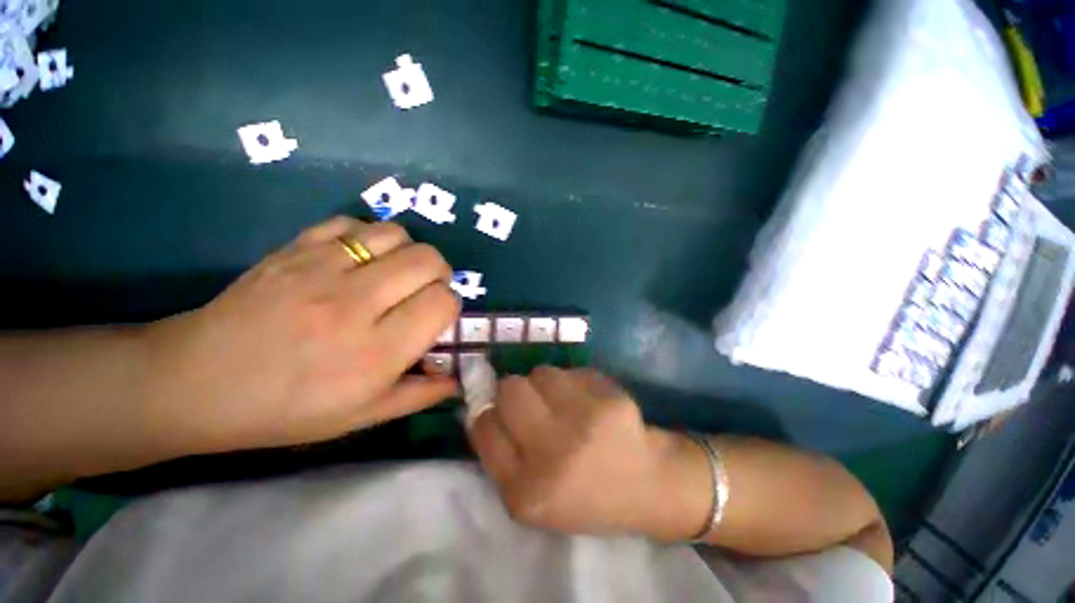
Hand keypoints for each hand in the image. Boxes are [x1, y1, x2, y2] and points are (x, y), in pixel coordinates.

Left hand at [143, 217, 460, 453]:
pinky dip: (369, 236)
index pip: (442, 302)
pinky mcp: (294, 249)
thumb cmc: (287, 410)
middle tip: (426, 289)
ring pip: (396, 234)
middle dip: (440, 273)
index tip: (437, 315)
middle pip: (428, 261)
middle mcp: (355, 304)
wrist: (197, 383)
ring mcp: (321, 269)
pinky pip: (352, 223)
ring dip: (409, 251)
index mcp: (376, 352)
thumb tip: (456, 379)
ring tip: (396, 271)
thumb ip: (418, 396)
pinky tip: (361, 257)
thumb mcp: (361, 416)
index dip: (449, 305)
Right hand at [467, 367, 702, 538]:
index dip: (490, 413)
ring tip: (564, 404)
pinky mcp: (609, 399)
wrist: (648, 487)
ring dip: (545, 384)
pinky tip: (589, 403)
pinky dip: (574, 382)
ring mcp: (585, 422)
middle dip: (513, 390)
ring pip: (541, 372)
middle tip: (531, 402)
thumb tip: (479, 407)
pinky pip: (573, 371)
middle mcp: (553, 454)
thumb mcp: (531, 499)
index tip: (501, 413)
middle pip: (510, 389)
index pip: (485, 426)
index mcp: (526, 491)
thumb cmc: (583, 496)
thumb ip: (499, 456)